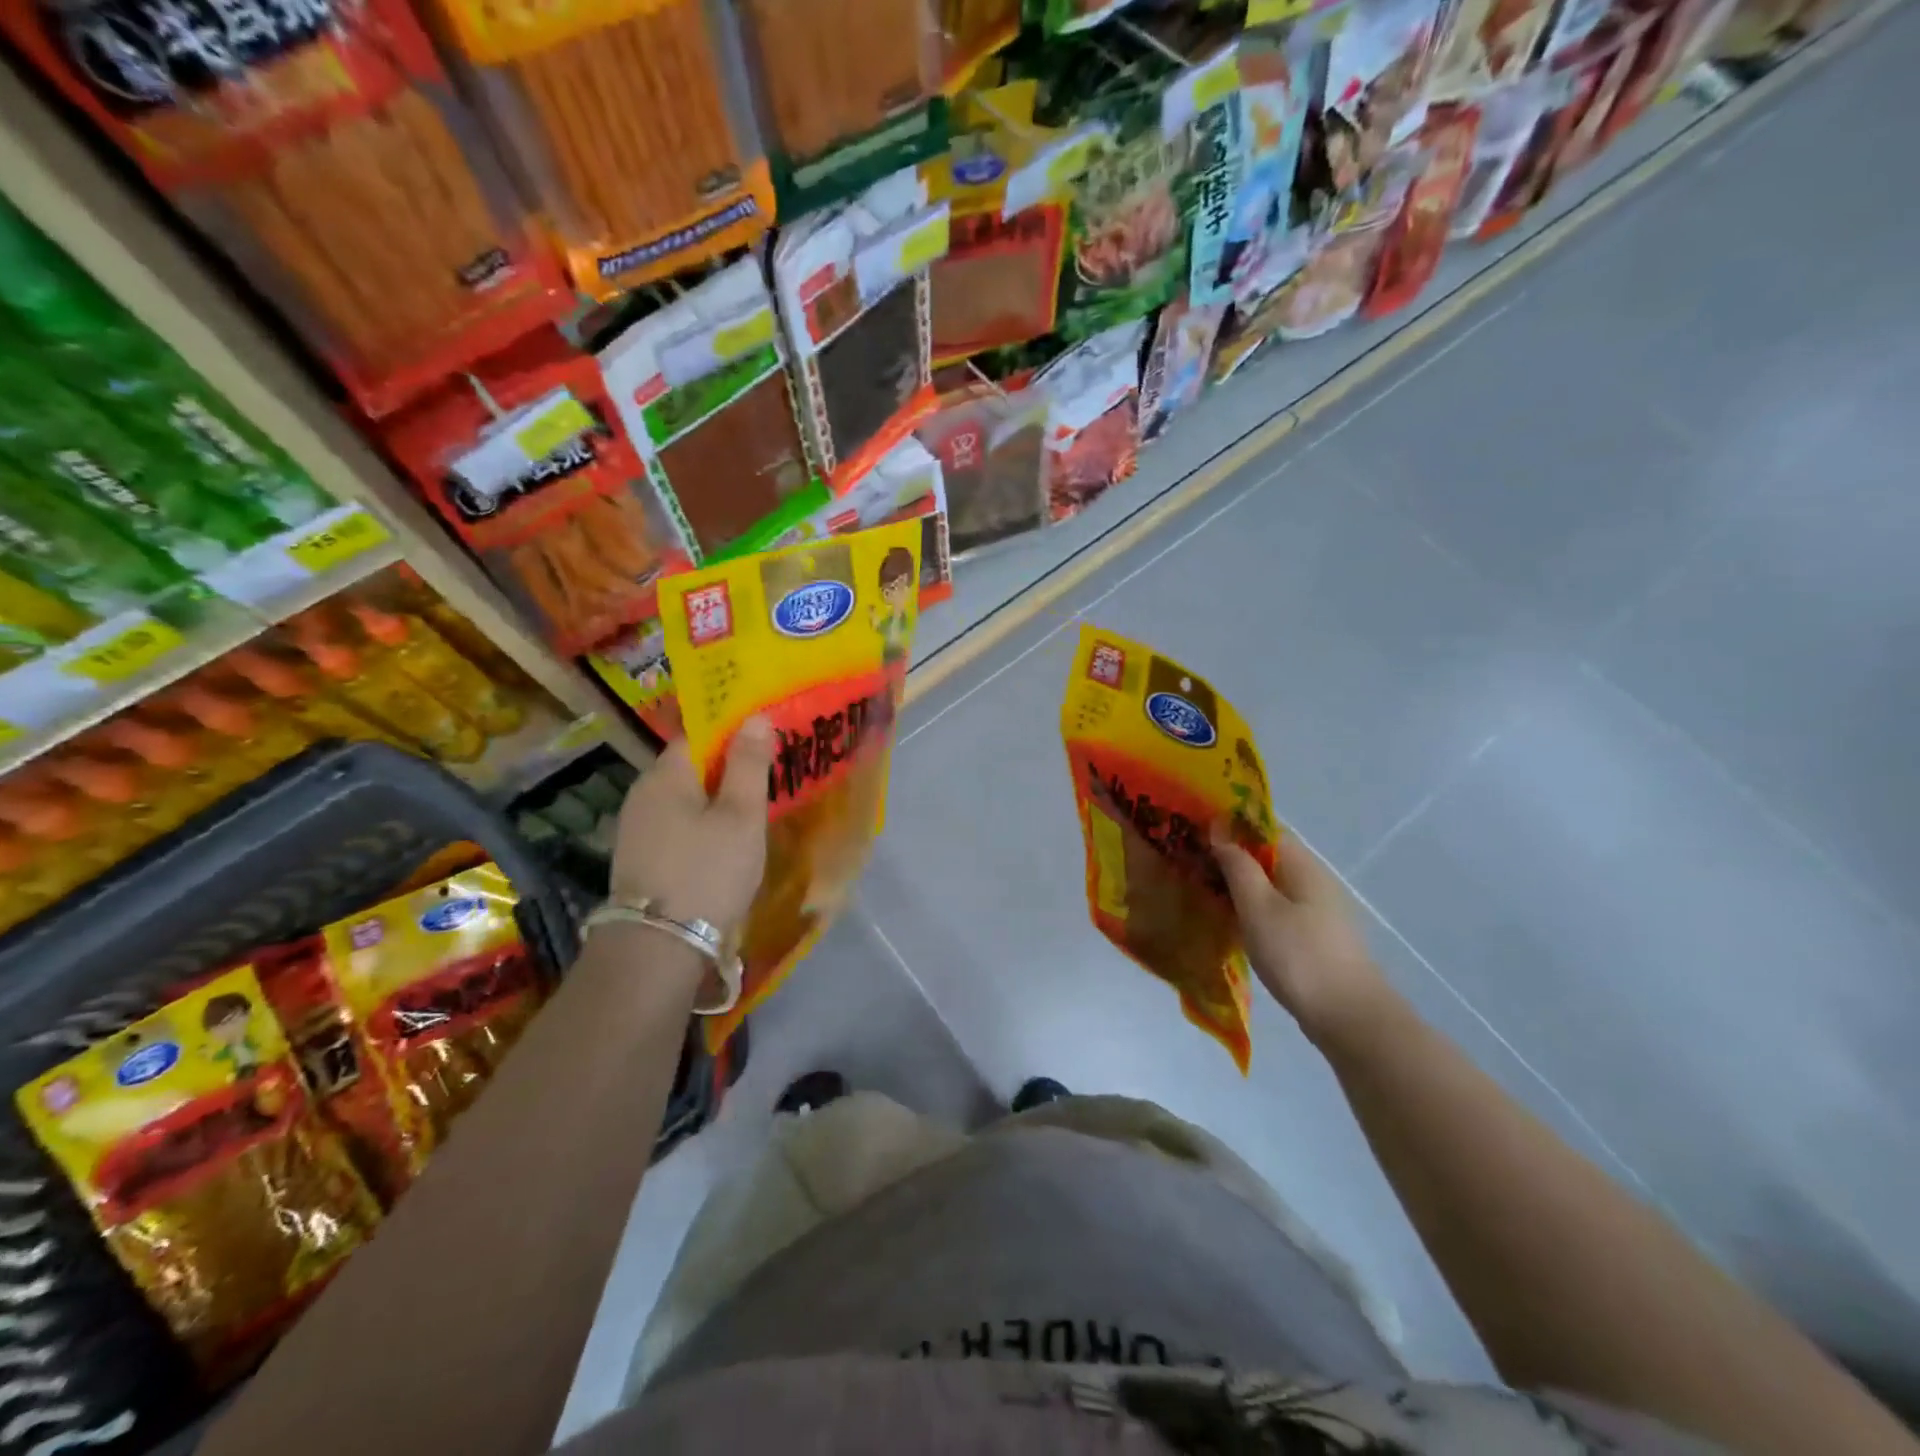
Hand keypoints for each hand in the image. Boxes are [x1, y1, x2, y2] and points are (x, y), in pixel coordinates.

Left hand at [610, 718, 772, 936]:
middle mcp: (643, 794)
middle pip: (690, 768)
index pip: (699, 735)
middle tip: (769, 779)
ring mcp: (637, 829)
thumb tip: (755, 717)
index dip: (734, 734)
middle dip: (727, 769)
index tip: (767, 743)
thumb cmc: (708, 872)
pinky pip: (677, 826)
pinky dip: (702, 826)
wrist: (658, 948)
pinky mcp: (640, 859)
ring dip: (715, 801)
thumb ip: (749, 764)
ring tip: (753, 812)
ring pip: (684, 800)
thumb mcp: (741, 816)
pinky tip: (724, 843)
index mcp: (665, 775)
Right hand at [1213, 828, 1391, 1047]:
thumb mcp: (1258, 906)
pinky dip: (1253, 910)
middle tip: (1190, 865)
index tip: (1196, 833)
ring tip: (1203, 892)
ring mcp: (1318, 910)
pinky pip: (1278, 910)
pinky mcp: (1315, 937)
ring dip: (1240, 887)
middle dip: (1231, 858)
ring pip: (1271, 886)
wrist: (1348, 1017)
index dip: (1230, 827)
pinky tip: (1232, 924)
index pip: (1263, 829)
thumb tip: (1221, 830)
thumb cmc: (1297, 954)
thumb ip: (1238, 866)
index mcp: (1302, 864)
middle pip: (1267, 857)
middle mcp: (1314, 880)